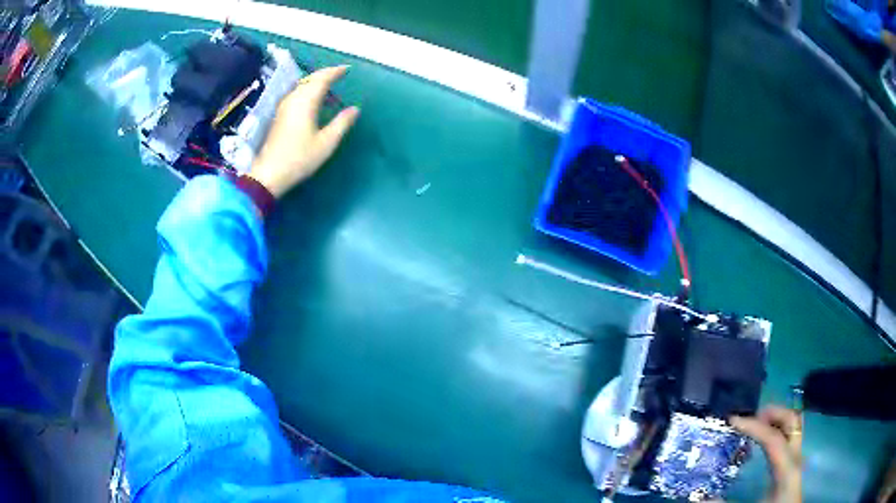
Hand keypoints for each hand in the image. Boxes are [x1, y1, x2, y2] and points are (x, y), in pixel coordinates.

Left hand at [249, 66, 359, 197]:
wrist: (269, 174)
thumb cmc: (299, 158)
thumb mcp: (326, 143)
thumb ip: (341, 123)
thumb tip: (355, 109)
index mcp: (306, 102)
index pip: (322, 79)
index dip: (335, 72)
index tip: (347, 69)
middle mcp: (293, 99)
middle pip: (309, 79)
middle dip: (325, 74)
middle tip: (339, 73)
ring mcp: (284, 107)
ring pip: (301, 85)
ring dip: (315, 81)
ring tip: (328, 84)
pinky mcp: (279, 115)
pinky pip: (296, 94)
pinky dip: (307, 90)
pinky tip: (313, 99)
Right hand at [731, 406, 802, 502]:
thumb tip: (704, 498)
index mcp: (787, 468)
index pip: (774, 437)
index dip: (754, 426)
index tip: (733, 420)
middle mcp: (795, 457)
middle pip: (791, 421)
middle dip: (772, 413)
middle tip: (751, 417)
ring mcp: (796, 459)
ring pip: (792, 426)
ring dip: (775, 420)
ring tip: (755, 425)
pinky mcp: (792, 465)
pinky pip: (787, 438)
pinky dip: (776, 431)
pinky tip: (761, 442)